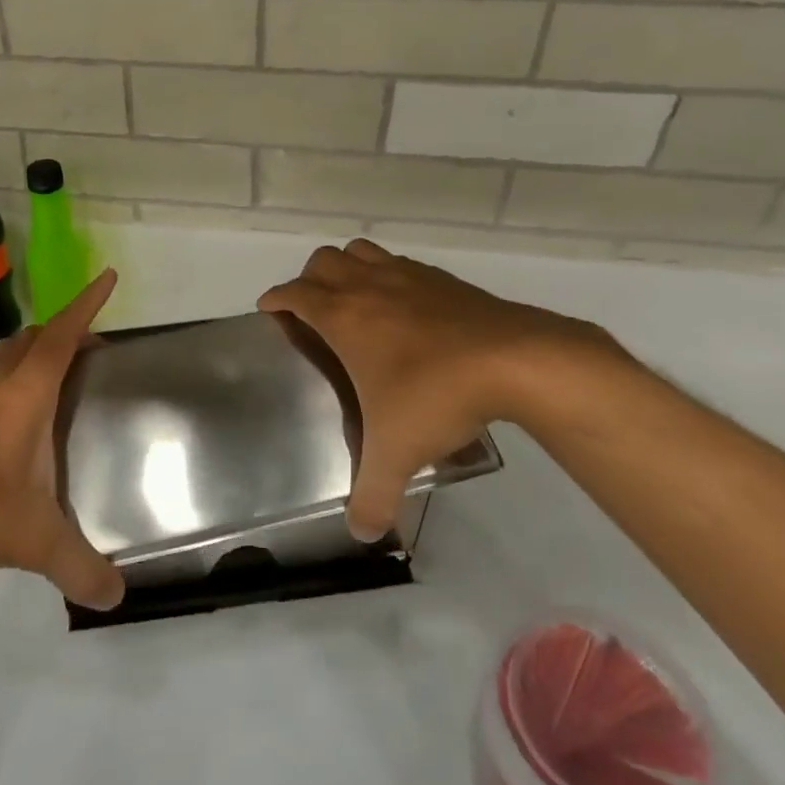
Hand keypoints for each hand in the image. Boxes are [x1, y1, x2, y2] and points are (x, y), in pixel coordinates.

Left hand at [0, 269, 124, 610]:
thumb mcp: (32, 540)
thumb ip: (77, 567)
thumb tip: (115, 597)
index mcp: (25, 395)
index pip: (63, 337)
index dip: (87, 305)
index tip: (108, 278)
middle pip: (33, 338)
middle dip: (64, 331)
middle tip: (91, 349)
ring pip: (3, 355)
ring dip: (31, 352)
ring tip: (54, 374)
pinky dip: (7, 378)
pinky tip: (11, 417)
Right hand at [260, 239, 621, 542]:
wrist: (515, 361)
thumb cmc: (436, 395)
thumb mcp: (397, 453)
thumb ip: (373, 495)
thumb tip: (361, 533)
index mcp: (344, 317)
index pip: (295, 293)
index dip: (277, 298)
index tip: (269, 308)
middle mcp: (369, 286)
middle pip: (324, 261)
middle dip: (310, 279)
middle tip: (313, 311)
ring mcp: (408, 276)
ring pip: (362, 251)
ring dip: (348, 267)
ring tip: (354, 300)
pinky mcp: (443, 279)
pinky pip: (401, 263)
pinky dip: (389, 275)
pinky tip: (406, 308)